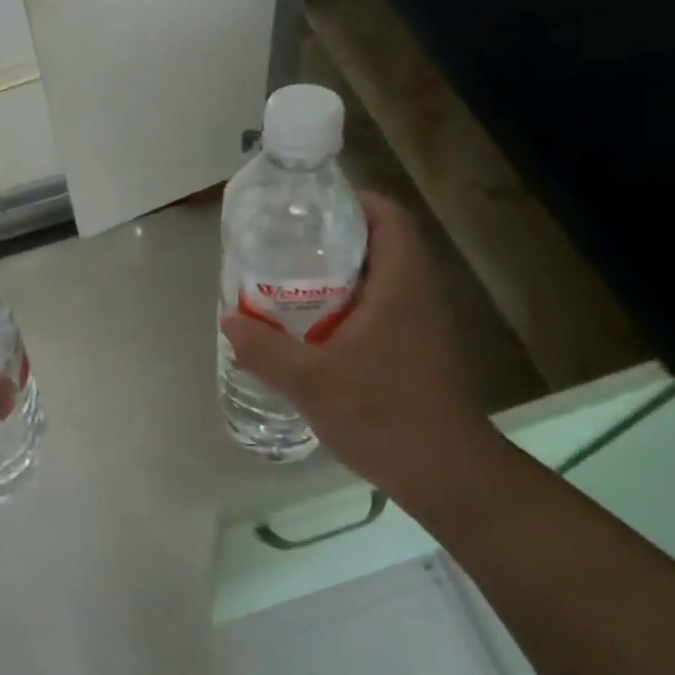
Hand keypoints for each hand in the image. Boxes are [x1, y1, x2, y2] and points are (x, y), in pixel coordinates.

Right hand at [221, 193, 498, 513]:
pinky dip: (348, 303)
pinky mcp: (417, 348)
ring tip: (290, 280)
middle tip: (286, 245)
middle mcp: (417, 293)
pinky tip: (314, 327)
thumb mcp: (310, 382)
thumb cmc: (382, 415)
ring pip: (380, 277)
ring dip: (340, 273)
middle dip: (334, 237)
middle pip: (381, 243)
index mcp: (400, 284)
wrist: (444, 472)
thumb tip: (229, 320)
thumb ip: (265, 349)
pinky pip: (381, 306)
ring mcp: (421, 323)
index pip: (388, 218)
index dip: (352, 201)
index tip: (308, 208)